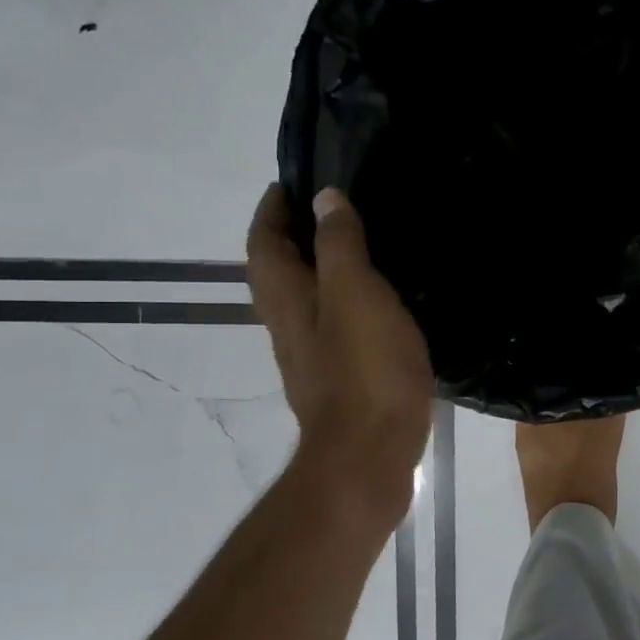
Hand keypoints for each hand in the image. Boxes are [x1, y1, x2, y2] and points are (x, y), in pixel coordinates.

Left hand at [247, 184, 433, 524]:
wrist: (369, 456)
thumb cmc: (364, 369)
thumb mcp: (356, 294)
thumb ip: (339, 245)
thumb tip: (322, 199)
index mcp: (286, 297)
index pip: (263, 240)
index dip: (272, 208)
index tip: (292, 182)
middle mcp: (287, 324)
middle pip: (277, 270)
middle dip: (292, 235)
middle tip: (331, 209)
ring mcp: (309, 356)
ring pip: (303, 299)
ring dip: (318, 268)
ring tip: (358, 247)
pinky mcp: (336, 379)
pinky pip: (330, 325)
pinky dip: (342, 301)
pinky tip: (376, 304)